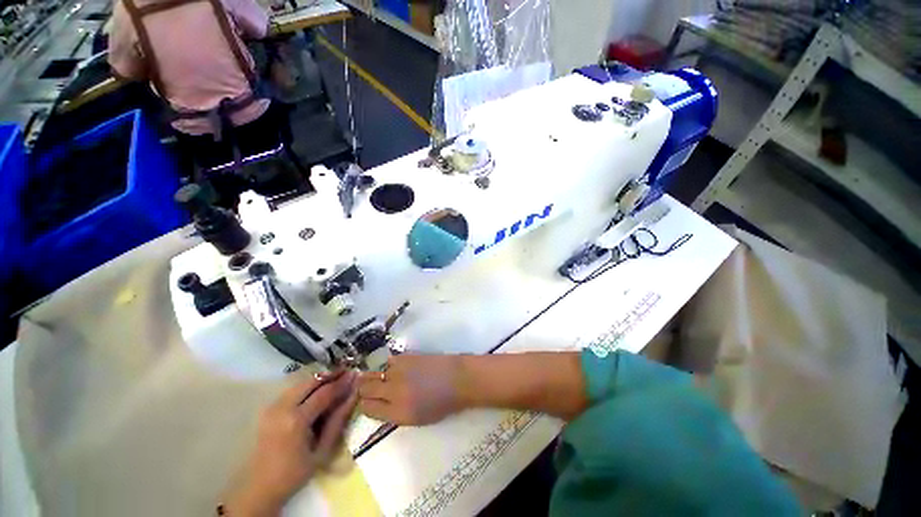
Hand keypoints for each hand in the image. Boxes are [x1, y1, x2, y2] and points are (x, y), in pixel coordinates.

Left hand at [226, 370, 358, 515]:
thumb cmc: (294, 473)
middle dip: (330, 375)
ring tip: (335, 380)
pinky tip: (317, 391)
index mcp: (296, 420)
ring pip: (300, 383)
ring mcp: (272, 407)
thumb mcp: (322, 450)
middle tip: (346, 373)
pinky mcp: (268, 409)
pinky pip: (292, 390)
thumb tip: (353, 395)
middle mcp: (282, 408)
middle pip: (311, 382)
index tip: (355, 374)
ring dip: (319, 380)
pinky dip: (307, 387)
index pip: (325, 392)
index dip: (342, 382)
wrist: (260, 487)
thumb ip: (338, 420)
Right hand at [358, 354, 466, 425]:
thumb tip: (377, 404)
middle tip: (372, 389)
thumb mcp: (416, 419)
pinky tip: (400, 369)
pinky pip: (389, 361)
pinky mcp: (406, 356)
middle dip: (364, 389)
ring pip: (376, 373)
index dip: (365, 405)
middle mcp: (394, 391)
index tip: (370, 402)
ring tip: (389, 379)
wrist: (458, 379)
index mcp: (397, 412)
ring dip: (379, 376)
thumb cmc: (442, 403)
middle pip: (365, 388)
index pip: (366, 408)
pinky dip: (391, 366)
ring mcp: (400, 371)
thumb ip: (393, 413)